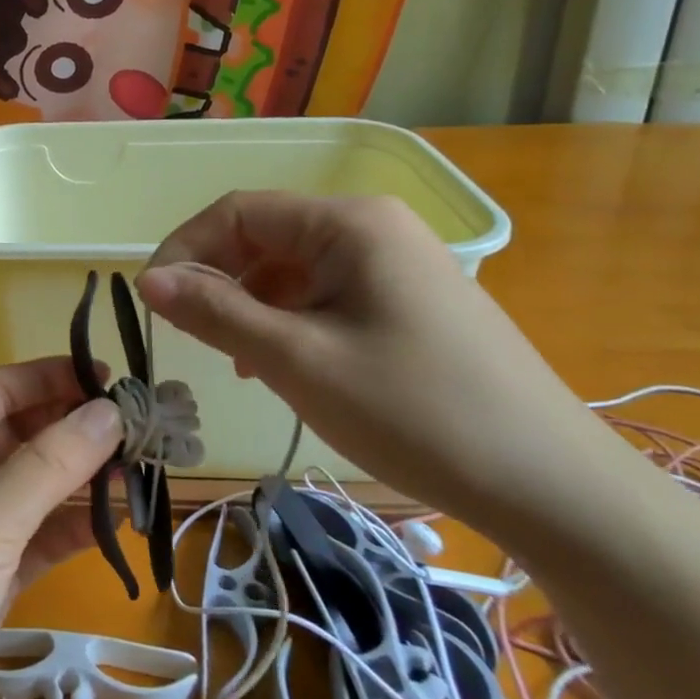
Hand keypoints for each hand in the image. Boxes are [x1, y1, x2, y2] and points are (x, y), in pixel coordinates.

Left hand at [0, 358, 123, 698]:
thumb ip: (50, 464)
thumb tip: (109, 411)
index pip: (2, 388)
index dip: (55, 377)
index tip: (113, 380)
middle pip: (23, 432)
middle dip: (76, 430)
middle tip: (139, 432)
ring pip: (35, 484)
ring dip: (81, 480)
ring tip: (141, 474)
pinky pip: (38, 534)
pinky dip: (71, 528)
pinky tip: (115, 525)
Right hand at [135, 192, 614, 533]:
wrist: (551, 486)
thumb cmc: (413, 412)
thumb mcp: (297, 360)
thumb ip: (216, 312)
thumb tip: (148, 279)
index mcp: (348, 223)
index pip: (239, 211)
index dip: (185, 248)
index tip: (151, 301)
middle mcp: (373, 227)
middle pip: (267, 236)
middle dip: (218, 280)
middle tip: (191, 337)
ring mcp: (397, 263)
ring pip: (294, 269)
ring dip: (251, 304)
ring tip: (236, 361)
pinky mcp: (410, 301)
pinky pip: (328, 294)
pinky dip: (290, 320)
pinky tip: (282, 364)